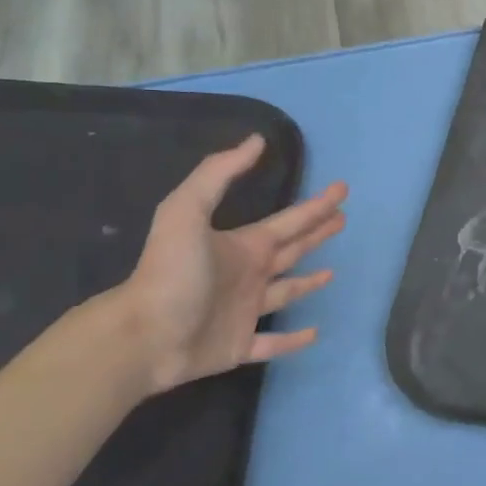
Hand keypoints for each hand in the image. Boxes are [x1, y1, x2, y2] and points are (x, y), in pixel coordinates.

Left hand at [113, 135, 346, 395]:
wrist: (143, 334)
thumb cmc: (171, 272)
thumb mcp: (187, 211)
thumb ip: (219, 174)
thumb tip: (256, 140)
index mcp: (242, 247)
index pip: (288, 222)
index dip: (315, 206)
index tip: (341, 190)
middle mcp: (248, 276)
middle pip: (291, 250)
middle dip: (316, 233)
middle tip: (342, 219)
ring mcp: (245, 312)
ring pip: (286, 294)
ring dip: (308, 283)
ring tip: (331, 272)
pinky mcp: (240, 345)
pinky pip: (274, 343)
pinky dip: (294, 341)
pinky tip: (315, 333)